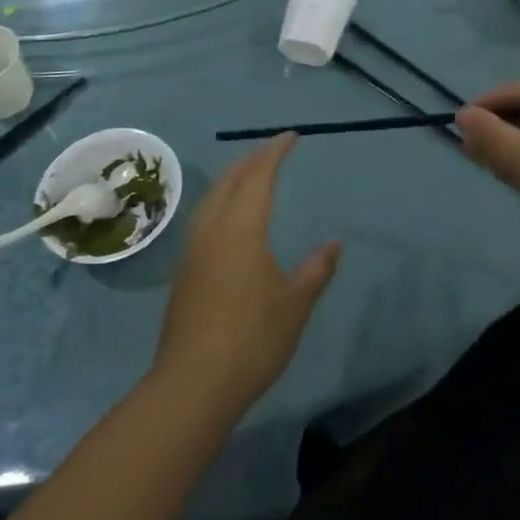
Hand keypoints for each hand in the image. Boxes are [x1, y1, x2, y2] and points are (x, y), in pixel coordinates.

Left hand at [153, 134, 340, 414]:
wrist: (193, 382)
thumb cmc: (252, 339)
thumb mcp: (295, 305)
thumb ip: (316, 270)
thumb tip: (335, 243)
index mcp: (242, 229)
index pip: (258, 176)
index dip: (274, 152)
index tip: (291, 137)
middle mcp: (213, 228)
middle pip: (230, 180)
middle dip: (252, 159)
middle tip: (273, 149)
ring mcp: (193, 248)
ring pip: (211, 196)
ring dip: (232, 177)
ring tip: (250, 173)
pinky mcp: (184, 269)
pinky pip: (203, 215)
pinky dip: (220, 199)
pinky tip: (227, 215)